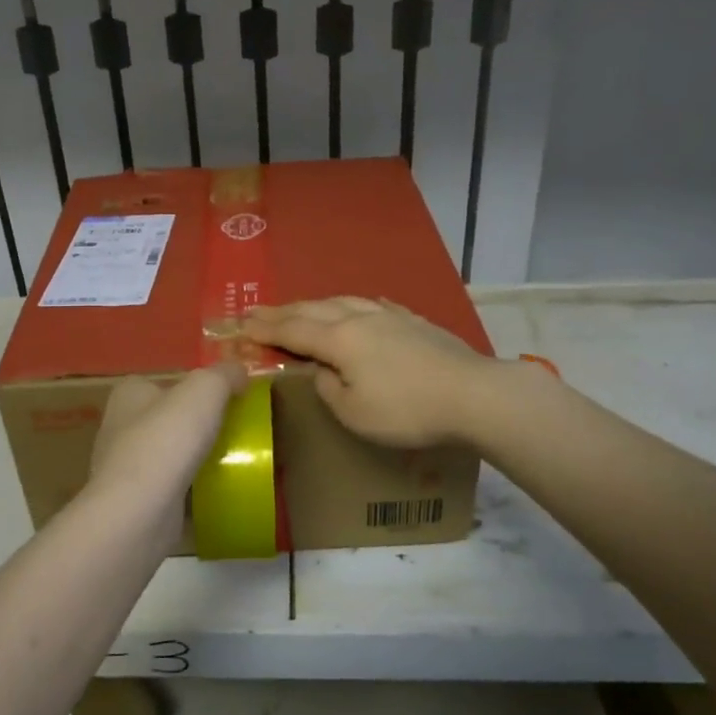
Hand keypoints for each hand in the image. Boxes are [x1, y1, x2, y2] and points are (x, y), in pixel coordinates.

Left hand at [89, 363, 245, 499]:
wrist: (140, 510)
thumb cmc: (168, 439)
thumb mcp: (205, 390)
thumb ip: (224, 375)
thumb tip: (239, 371)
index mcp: (129, 394)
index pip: (163, 382)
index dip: (192, 387)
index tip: (223, 399)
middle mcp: (119, 426)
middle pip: (165, 418)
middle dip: (193, 424)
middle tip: (232, 430)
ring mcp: (123, 468)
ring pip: (167, 454)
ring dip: (191, 458)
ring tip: (228, 462)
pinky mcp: (134, 501)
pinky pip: (168, 488)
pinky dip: (188, 489)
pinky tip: (212, 493)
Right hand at [244, 297, 503, 447]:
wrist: (474, 394)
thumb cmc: (407, 410)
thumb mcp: (354, 413)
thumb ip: (328, 388)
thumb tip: (321, 371)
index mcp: (339, 340)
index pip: (293, 330)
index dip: (265, 328)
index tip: (241, 324)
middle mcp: (360, 319)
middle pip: (313, 310)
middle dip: (282, 311)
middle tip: (256, 310)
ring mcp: (390, 316)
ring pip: (343, 301)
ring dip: (315, 304)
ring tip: (301, 307)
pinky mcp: (415, 321)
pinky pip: (374, 305)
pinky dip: (355, 304)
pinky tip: (360, 304)